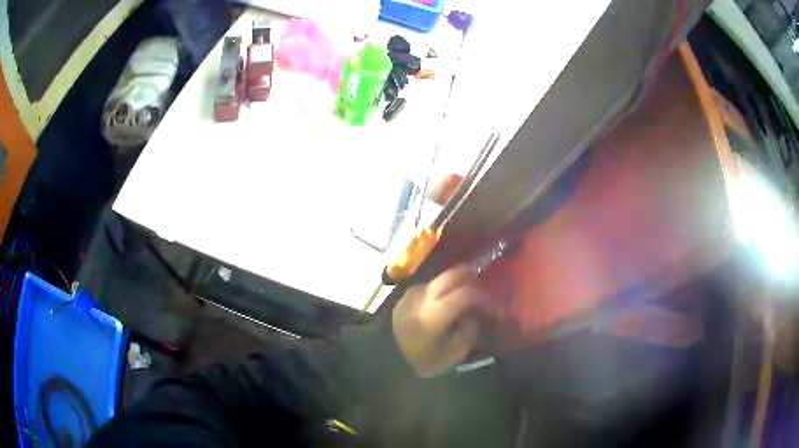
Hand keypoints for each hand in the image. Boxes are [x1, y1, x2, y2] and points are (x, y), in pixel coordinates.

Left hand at [392, 264, 481, 376]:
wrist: (388, 359)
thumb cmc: (423, 361)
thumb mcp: (453, 353)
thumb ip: (469, 329)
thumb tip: (476, 312)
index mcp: (433, 315)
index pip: (466, 293)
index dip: (485, 298)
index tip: (494, 309)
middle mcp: (422, 297)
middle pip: (453, 274)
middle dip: (473, 280)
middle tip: (483, 294)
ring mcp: (412, 292)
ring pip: (442, 277)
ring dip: (457, 283)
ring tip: (466, 298)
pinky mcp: (407, 293)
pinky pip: (432, 284)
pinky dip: (444, 289)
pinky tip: (447, 302)